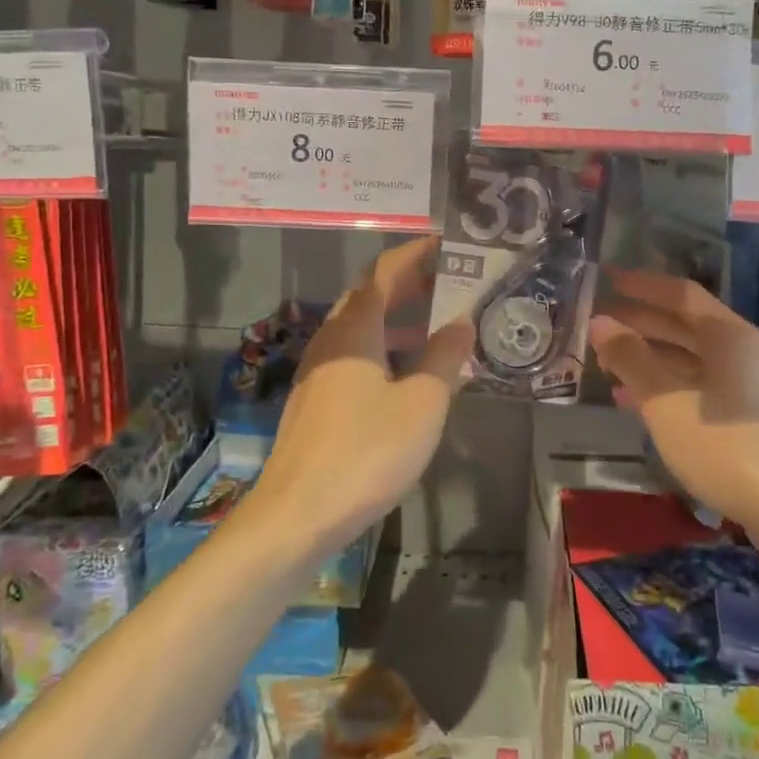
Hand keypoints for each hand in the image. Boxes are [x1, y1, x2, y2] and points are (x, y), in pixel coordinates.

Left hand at [246, 238, 474, 554]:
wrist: (297, 514)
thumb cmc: (366, 451)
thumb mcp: (422, 403)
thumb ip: (444, 357)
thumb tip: (462, 322)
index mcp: (355, 329)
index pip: (385, 272)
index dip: (415, 254)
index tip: (446, 243)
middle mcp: (331, 339)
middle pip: (369, 295)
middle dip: (408, 283)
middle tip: (449, 281)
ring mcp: (318, 370)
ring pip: (360, 327)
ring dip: (397, 318)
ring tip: (437, 324)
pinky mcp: (315, 400)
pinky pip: (353, 355)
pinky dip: (383, 347)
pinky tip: (406, 373)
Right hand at [589, 268, 758, 536]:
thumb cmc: (728, 447)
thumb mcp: (667, 402)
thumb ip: (631, 358)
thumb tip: (600, 321)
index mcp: (726, 335)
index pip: (679, 293)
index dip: (642, 284)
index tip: (607, 279)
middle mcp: (739, 351)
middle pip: (683, 324)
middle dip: (640, 322)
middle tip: (598, 324)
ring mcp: (745, 386)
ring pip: (687, 359)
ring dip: (648, 357)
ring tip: (606, 364)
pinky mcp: (745, 418)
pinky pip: (695, 388)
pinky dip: (663, 388)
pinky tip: (634, 403)